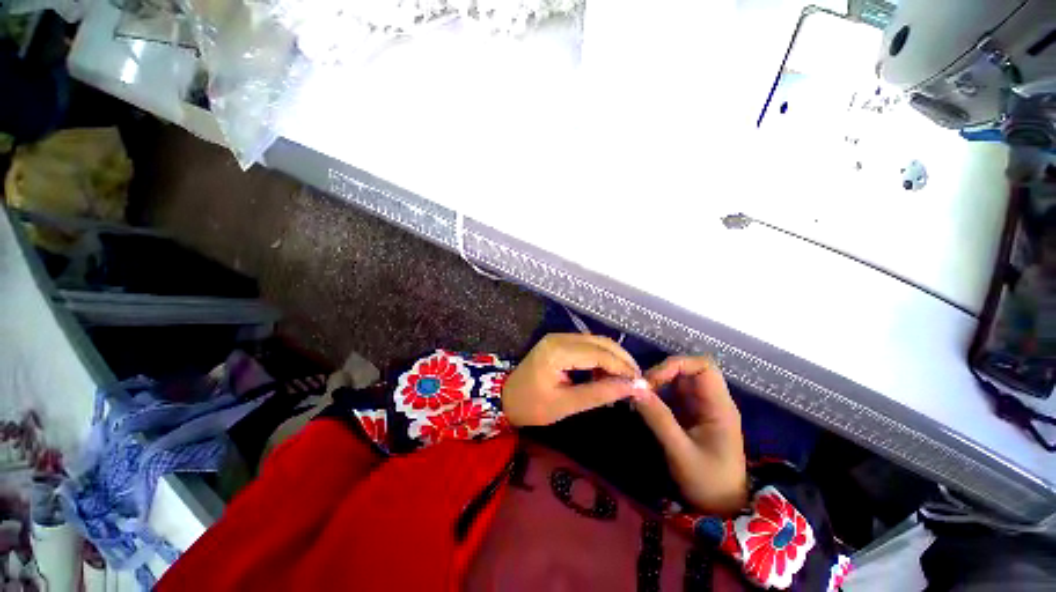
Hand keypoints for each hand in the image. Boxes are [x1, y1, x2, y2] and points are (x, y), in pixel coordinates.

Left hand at [503, 333, 646, 426]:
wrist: (506, 397)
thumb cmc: (533, 406)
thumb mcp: (567, 405)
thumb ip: (600, 394)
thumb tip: (634, 388)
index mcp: (558, 351)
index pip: (599, 353)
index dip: (623, 367)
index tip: (641, 384)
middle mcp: (560, 337)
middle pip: (601, 342)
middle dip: (622, 360)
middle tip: (636, 382)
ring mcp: (559, 337)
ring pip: (596, 342)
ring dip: (612, 359)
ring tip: (622, 382)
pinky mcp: (559, 342)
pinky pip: (587, 345)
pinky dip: (600, 358)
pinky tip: (605, 375)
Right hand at [635, 356, 747, 514]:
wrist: (721, 509)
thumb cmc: (707, 483)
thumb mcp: (680, 452)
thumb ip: (658, 419)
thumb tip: (634, 388)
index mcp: (720, 407)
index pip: (703, 366)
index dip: (676, 365)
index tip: (652, 380)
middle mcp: (712, 401)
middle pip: (689, 369)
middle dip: (663, 372)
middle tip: (642, 387)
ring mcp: (701, 406)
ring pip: (679, 379)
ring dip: (658, 381)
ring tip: (640, 394)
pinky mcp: (691, 414)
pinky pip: (673, 392)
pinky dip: (658, 392)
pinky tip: (645, 402)